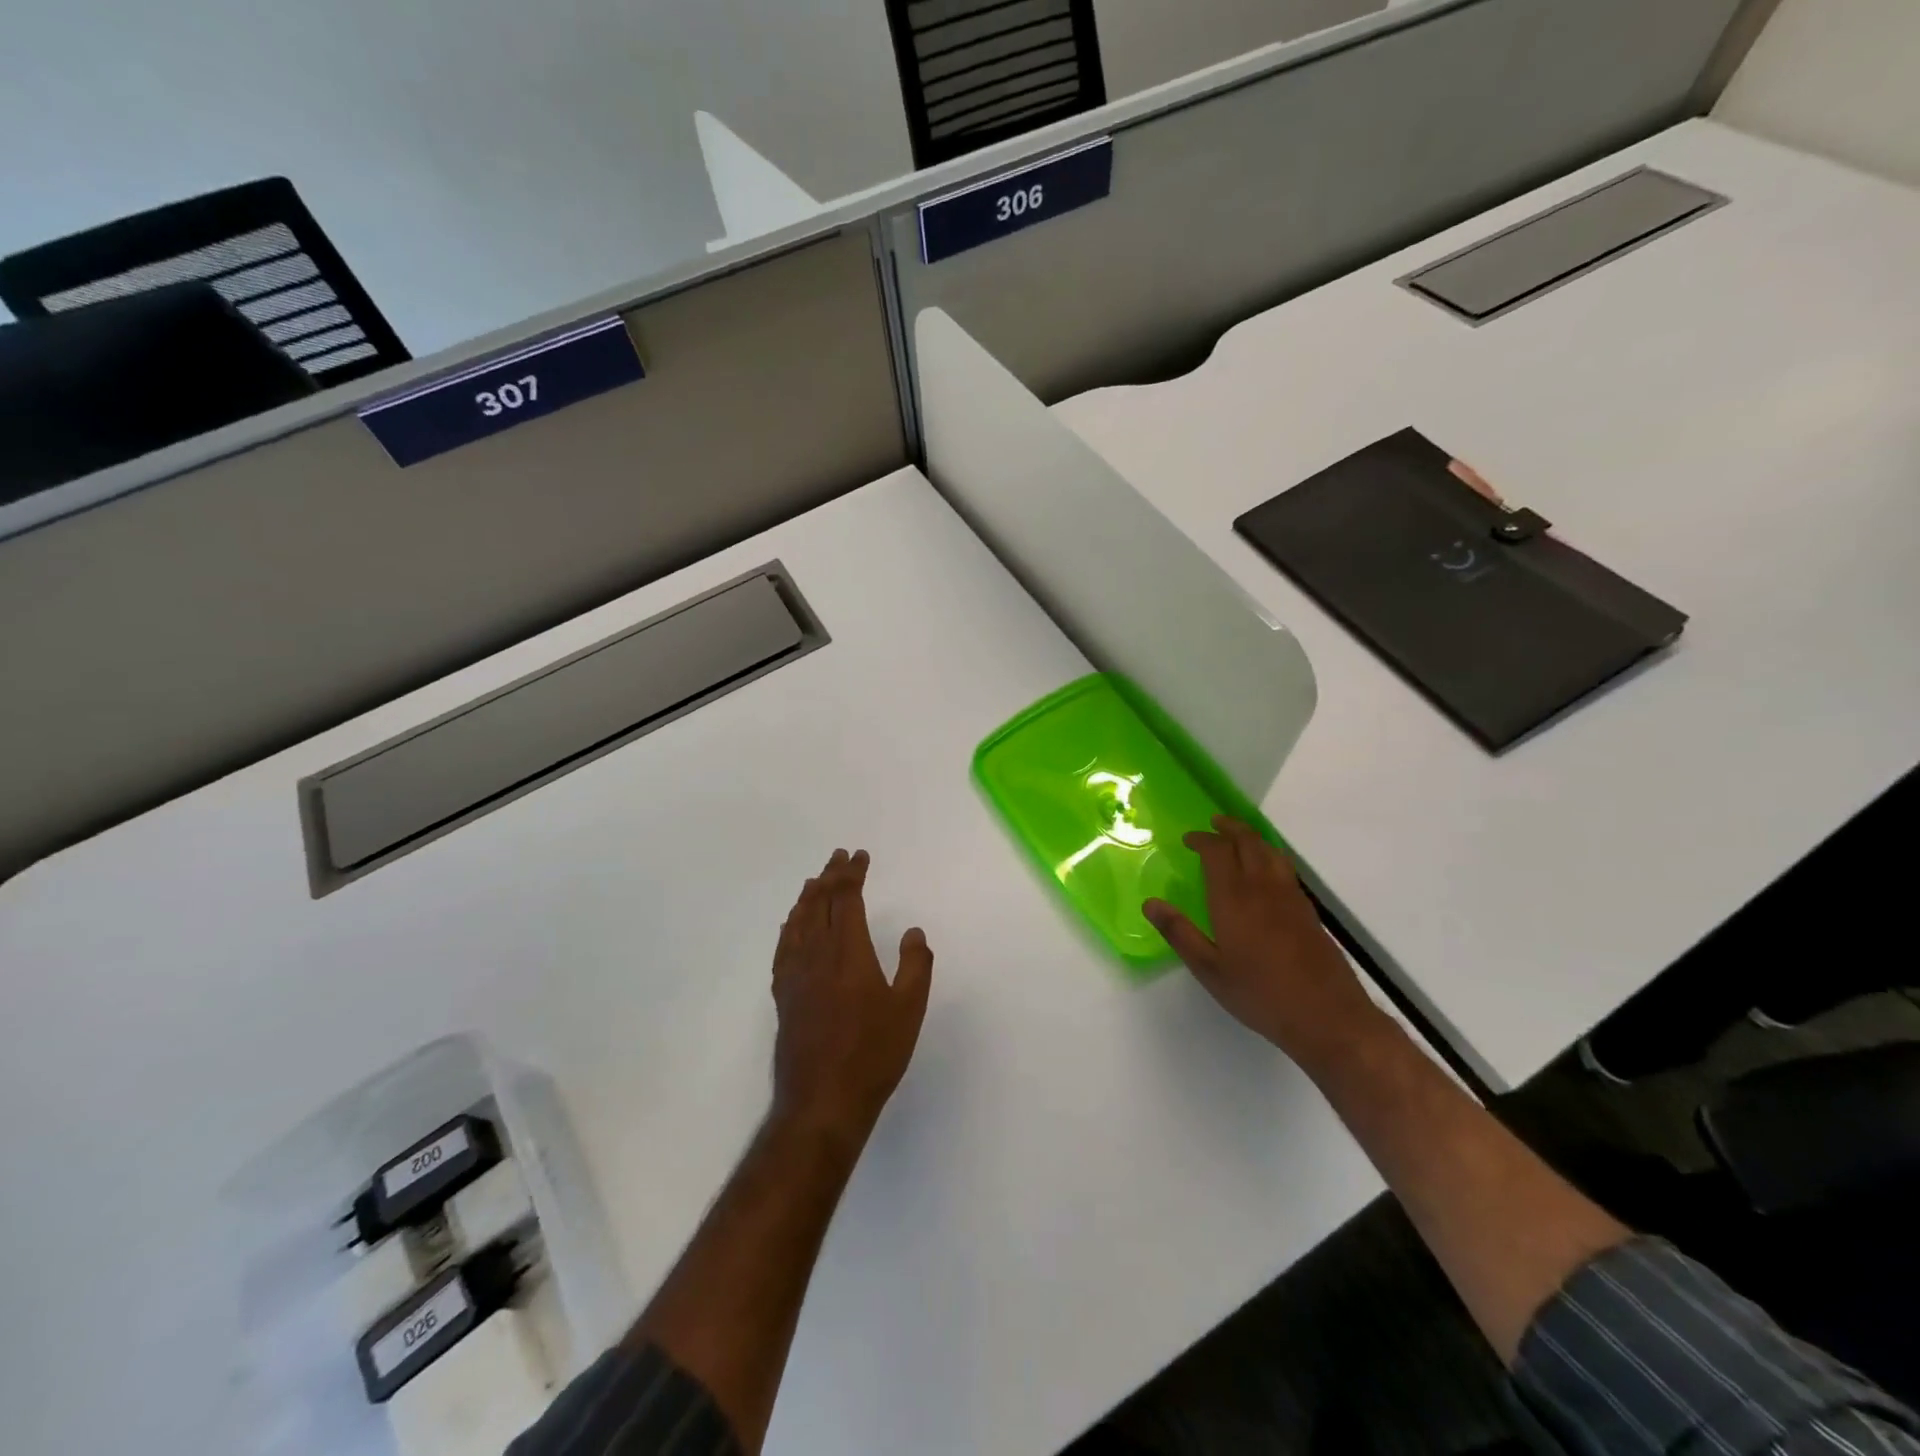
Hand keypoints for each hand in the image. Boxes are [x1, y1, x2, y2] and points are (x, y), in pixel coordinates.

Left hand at [771, 848, 933, 1146]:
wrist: (822, 1100)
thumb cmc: (873, 1053)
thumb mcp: (909, 1009)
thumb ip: (915, 965)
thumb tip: (913, 932)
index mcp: (849, 952)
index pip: (847, 899)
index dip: (852, 874)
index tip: (859, 856)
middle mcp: (817, 954)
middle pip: (819, 903)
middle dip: (830, 876)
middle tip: (839, 857)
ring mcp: (795, 974)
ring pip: (798, 922)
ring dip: (808, 896)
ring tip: (815, 881)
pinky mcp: (783, 995)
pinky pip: (783, 947)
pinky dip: (789, 926)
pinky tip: (791, 925)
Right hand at [1144, 817, 1383, 1067]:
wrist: (1327, 1016)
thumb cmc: (1260, 994)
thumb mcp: (1209, 969)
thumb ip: (1179, 933)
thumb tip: (1150, 904)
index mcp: (1234, 899)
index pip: (1217, 852)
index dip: (1203, 840)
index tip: (1189, 839)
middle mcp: (1263, 888)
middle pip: (1248, 842)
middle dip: (1230, 828)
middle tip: (1214, 824)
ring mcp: (1290, 897)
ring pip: (1271, 852)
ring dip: (1252, 838)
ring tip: (1239, 838)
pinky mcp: (1308, 911)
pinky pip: (1285, 868)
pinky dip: (1269, 856)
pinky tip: (1266, 871)